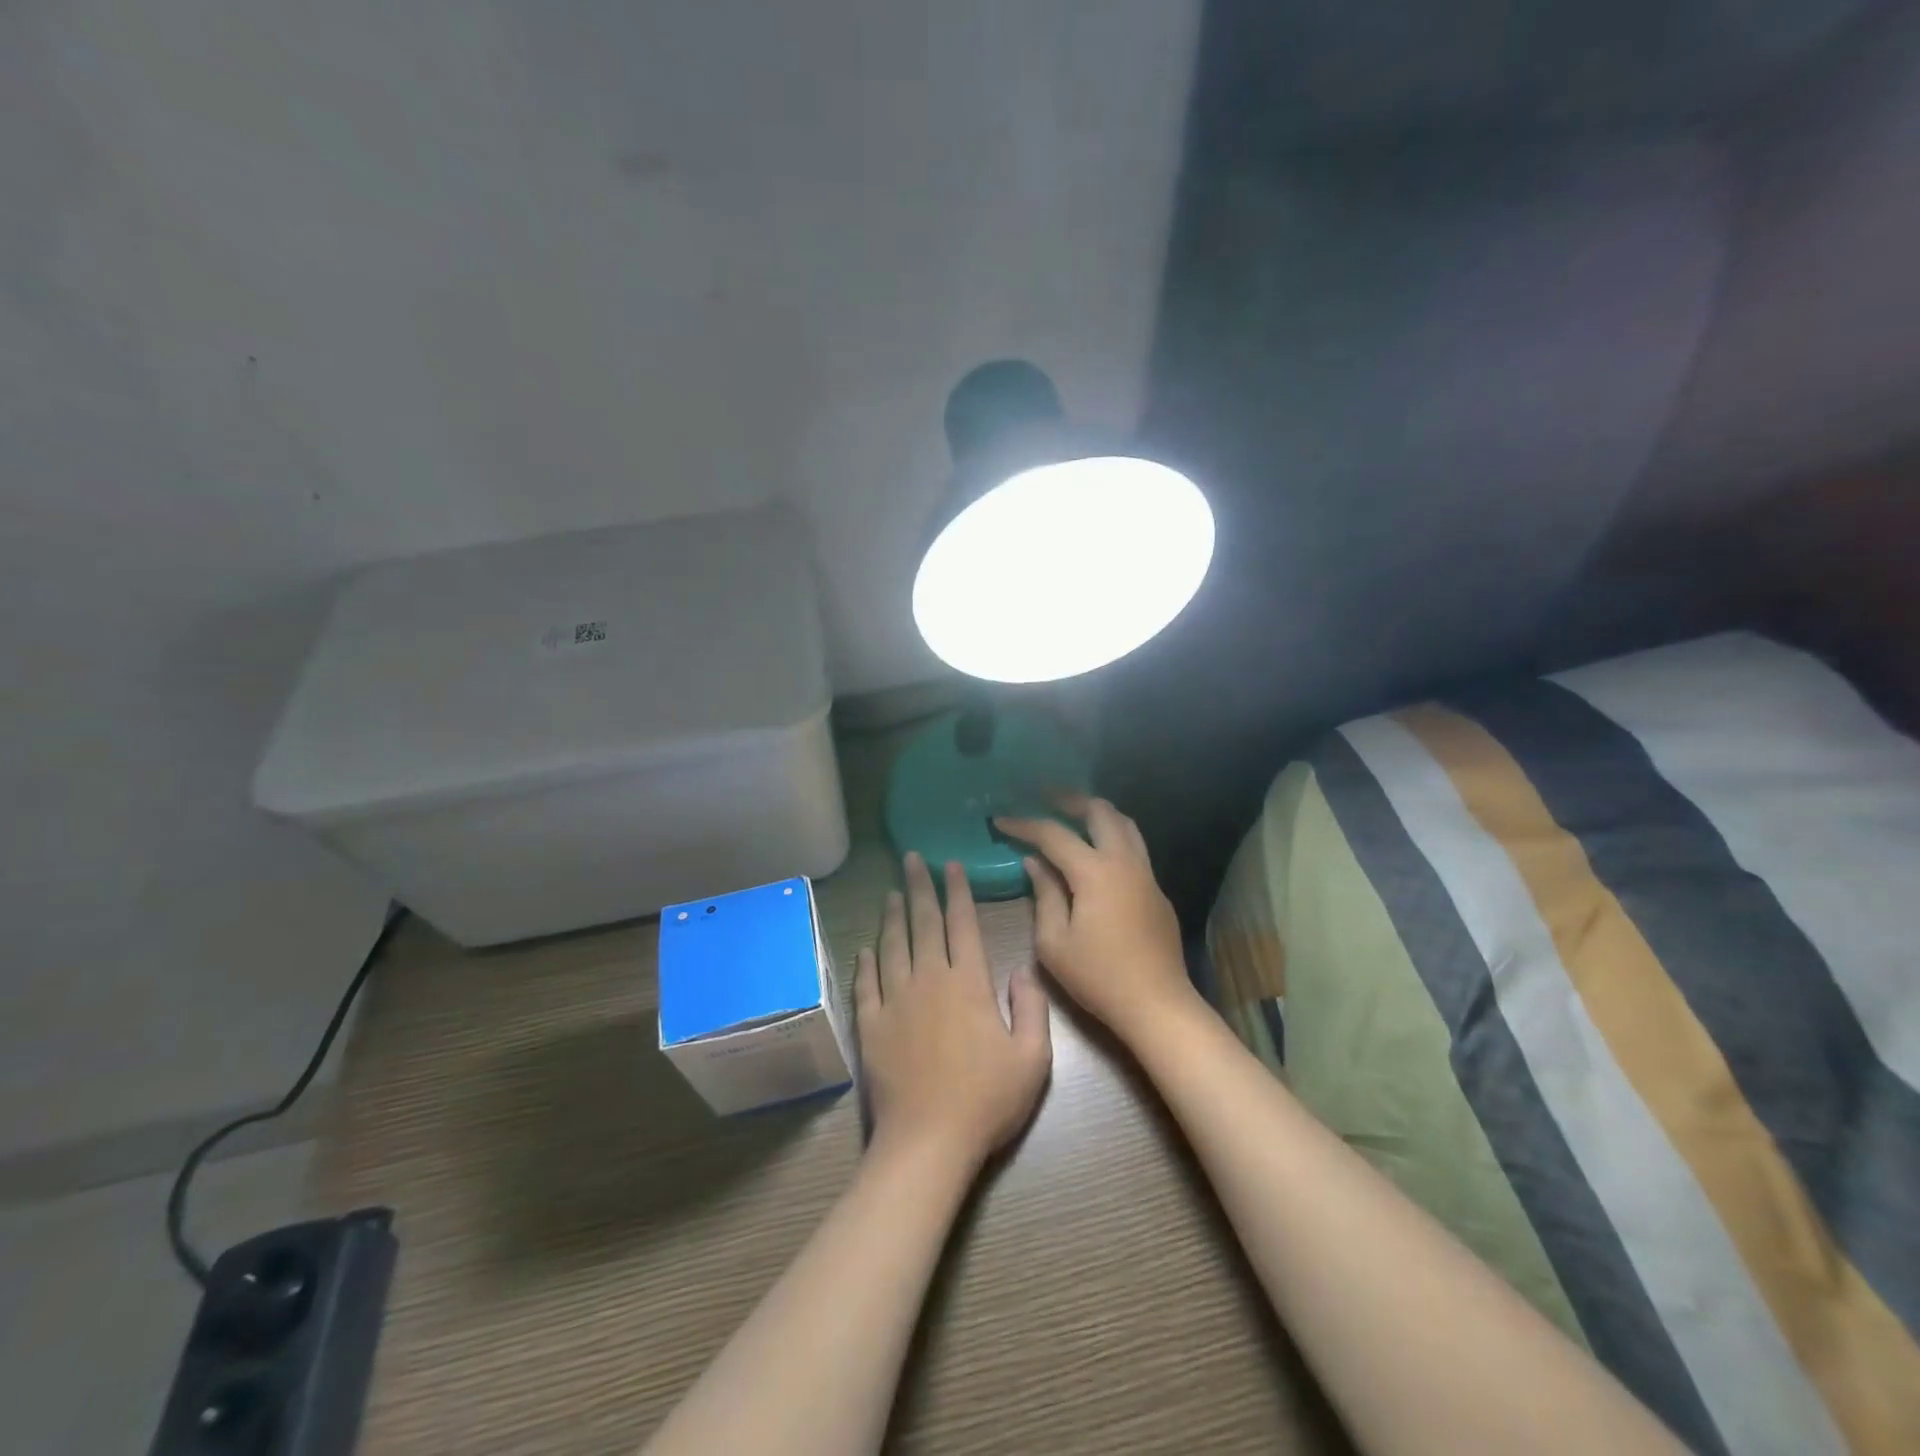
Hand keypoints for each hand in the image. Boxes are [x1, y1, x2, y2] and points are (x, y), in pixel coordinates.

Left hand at [855, 853, 1051, 1169]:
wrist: (928, 1141)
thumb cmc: (987, 1100)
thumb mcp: (1033, 1058)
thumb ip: (1032, 1007)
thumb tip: (1020, 969)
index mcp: (968, 983)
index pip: (962, 924)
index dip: (957, 891)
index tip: (951, 864)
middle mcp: (929, 980)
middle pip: (923, 923)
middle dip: (919, 887)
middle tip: (911, 858)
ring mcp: (895, 1001)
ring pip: (892, 945)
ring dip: (892, 916)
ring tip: (890, 891)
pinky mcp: (871, 1025)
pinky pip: (866, 984)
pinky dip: (866, 962)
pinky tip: (866, 947)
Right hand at [994, 796, 1193, 1045]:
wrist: (1157, 1004)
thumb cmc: (1098, 977)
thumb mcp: (1054, 942)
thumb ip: (1044, 895)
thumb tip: (1034, 862)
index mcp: (1095, 872)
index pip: (1054, 834)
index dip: (1024, 824)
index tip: (1000, 820)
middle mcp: (1124, 862)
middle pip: (1100, 812)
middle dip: (1070, 801)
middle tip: (1045, 798)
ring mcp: (1146, 874)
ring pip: (1125, 824)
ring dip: (1097, 813)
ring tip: (1074, 814)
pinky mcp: (1157, 891)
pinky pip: (1134, 847)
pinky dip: (1112, 835)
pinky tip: (1098, 851)